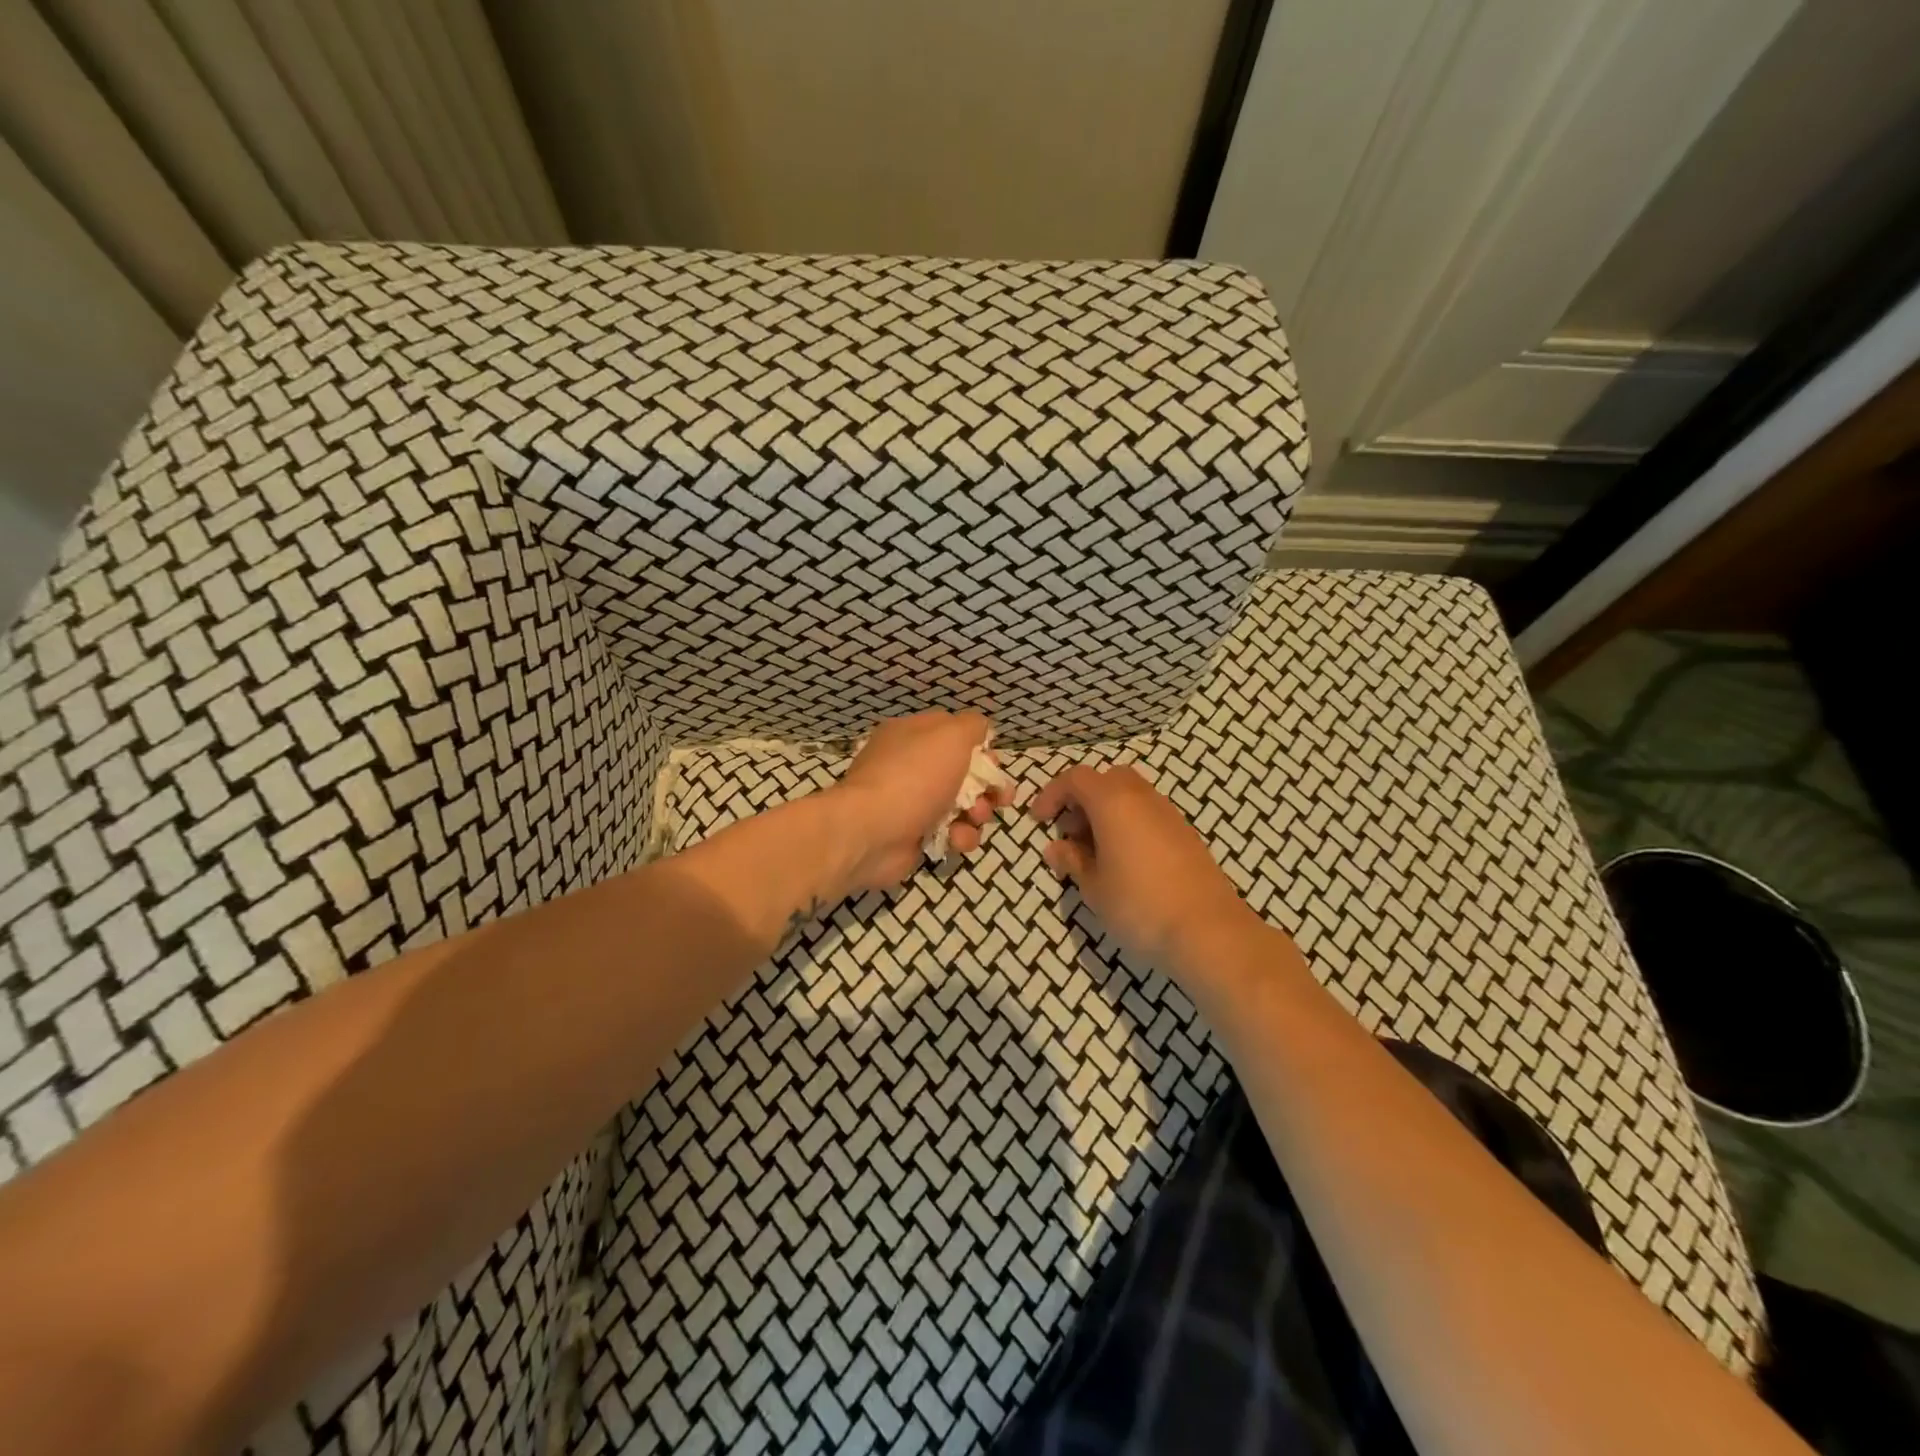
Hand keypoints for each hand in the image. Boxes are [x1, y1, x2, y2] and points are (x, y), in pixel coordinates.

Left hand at [828, 711, 1011, 892]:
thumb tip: (982, 731)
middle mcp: (910, 766)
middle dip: (986, 787)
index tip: (994, 765)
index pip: (955, 735)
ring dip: (977, 814)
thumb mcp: (950, 735)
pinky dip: (960, 836)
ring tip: (975, 818)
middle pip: (963, 773)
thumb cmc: (913, 777)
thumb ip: (973, 726)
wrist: (871, 832)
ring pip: (962, 806)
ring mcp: (912, 803)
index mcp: (912, 735)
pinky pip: (950, 833)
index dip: (981, 750)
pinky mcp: (915, 836)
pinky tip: (956, 839)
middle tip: (999, 798)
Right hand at [1031, 764, 1267, 975]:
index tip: (1040, 821)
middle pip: (1107, 779)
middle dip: (1082, 799)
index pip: (1075, 778)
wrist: (1209, 931)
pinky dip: (1129, 825)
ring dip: (1107, 813)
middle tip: (1070, 833)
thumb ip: (1072, 861)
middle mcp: (1143, 798)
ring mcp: (1169, 815)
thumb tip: (1057, 848)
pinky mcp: (1186, 835)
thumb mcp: (1094, 887)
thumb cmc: (1139, 906)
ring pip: (1131, 795)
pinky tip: (1125, 862)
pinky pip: (1149, 815)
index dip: (1052, 794)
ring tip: (1095, 852)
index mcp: (1113, 802)